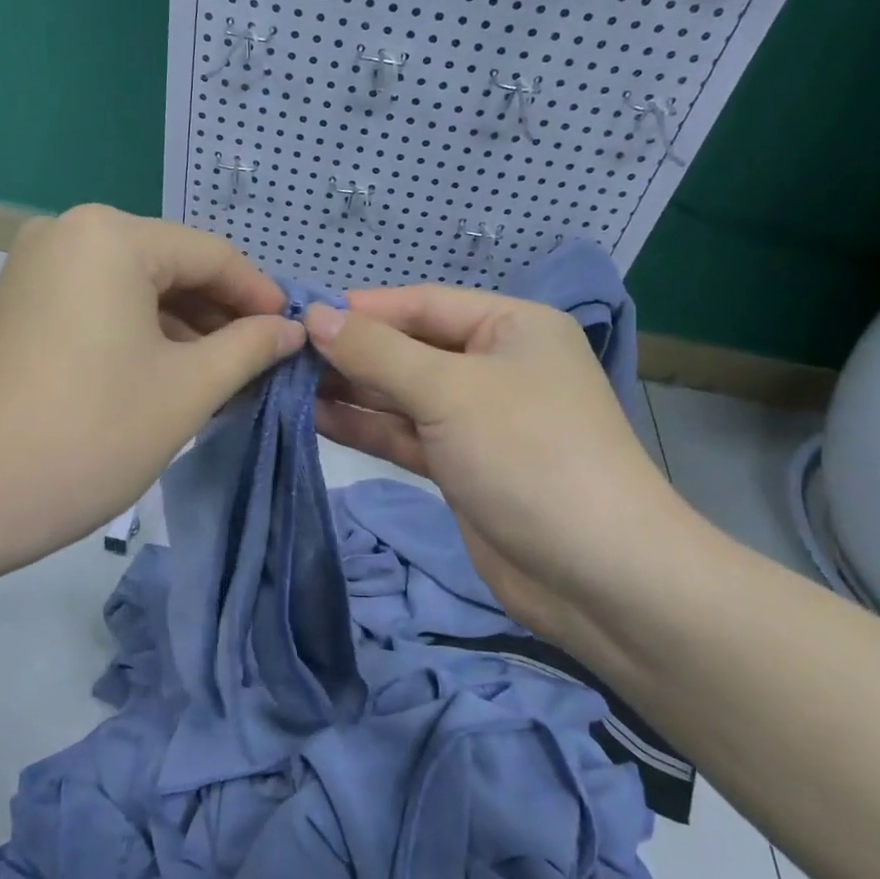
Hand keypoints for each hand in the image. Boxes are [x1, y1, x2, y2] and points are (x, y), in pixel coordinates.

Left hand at [0, 206, 302, 604]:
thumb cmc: (88, 435)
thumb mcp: (187, 389)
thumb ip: (250, 348)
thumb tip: (291, 329)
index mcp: (111, 235)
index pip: (212, 254)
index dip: (260, 296)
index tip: (296, 337)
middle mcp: (69, 232)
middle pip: (173, 267)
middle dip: (222, 317)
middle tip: (263, 367)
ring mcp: (38, 267)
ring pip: (138, 290)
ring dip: (185, 331)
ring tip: (226, 380)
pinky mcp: (22, 304)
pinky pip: (102, 306)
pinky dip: (143, 337)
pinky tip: (173, 377)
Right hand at [305, 286, 683, 616]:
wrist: (598, 575)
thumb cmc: (529, 455)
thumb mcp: (450, 391)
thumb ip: (378, 352)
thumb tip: (315, 315)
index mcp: (511, 326)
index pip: (423, 303)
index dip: (363, 309)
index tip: (299, 315)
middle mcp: (496, 365)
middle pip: (410, 348)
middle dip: (351, 352)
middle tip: (281, 354)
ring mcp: (478, 419)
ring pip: (403, 394)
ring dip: (350, 391)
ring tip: (286, 383)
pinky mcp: (462, 467)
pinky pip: (405, 435)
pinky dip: (366, 427)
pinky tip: (316, 417)